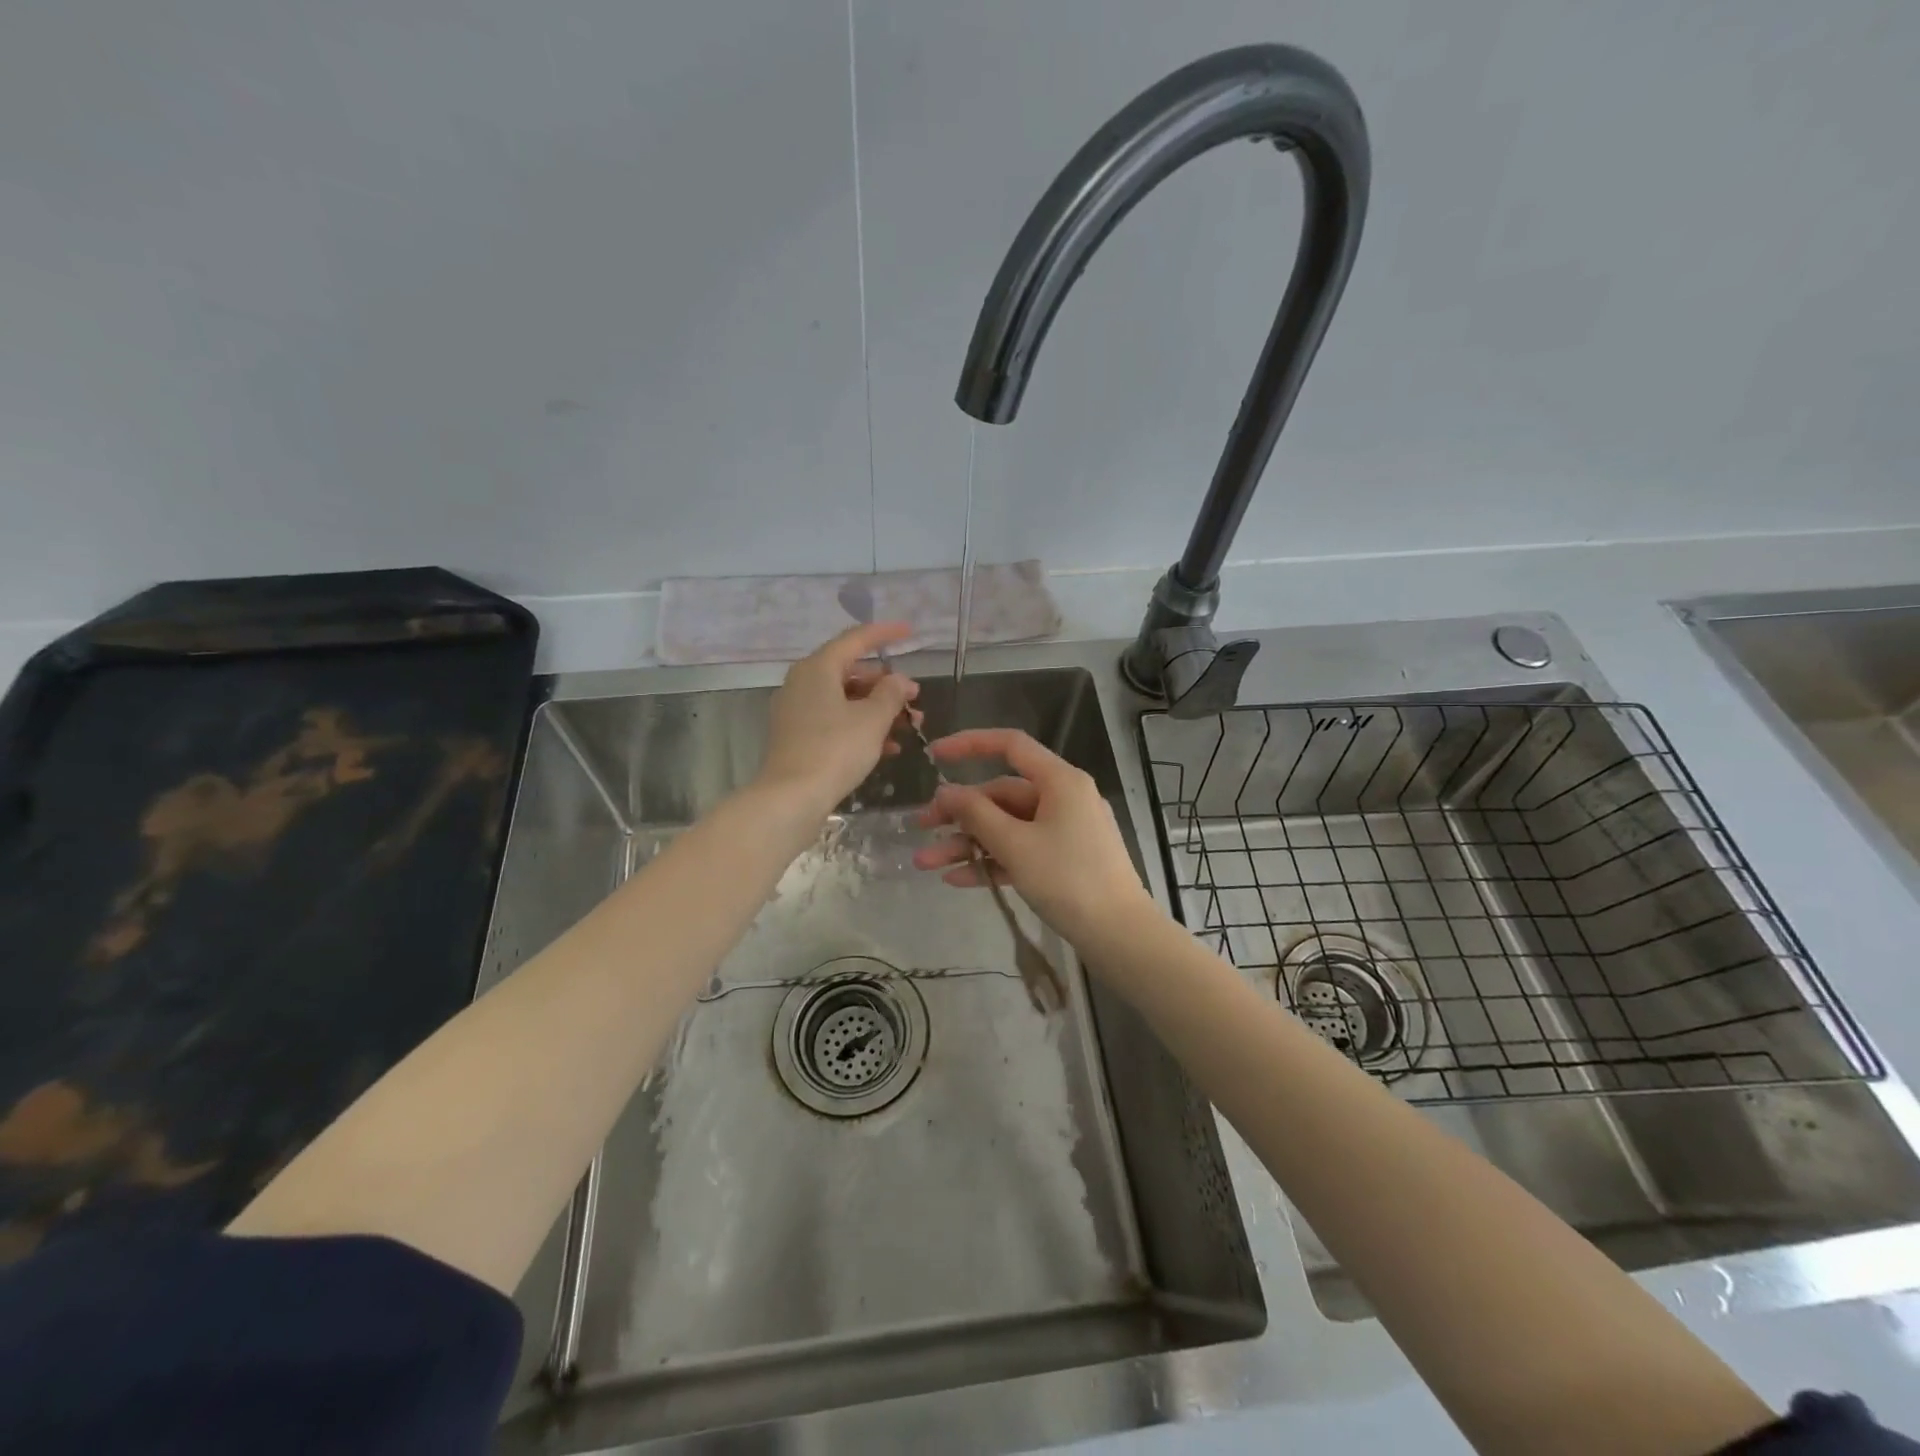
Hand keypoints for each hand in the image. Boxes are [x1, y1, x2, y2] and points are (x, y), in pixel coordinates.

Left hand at [757, 623, 920, 816]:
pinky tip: (888, 747)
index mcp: (818, 668)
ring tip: (910, 726)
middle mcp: (803, 683)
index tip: (910, 632)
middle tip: (914, 698)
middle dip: (886, 684)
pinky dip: (861, 726)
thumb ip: (892, 693)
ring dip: (878, 709)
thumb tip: (900, 680)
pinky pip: (835, 720)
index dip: (885, 634)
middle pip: (851, 672)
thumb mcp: (873, 719)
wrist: (791, 797)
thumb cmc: (835, 749)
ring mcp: (797, 710)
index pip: (855, 639)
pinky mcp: (798, 736)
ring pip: (845, 699)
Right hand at [913, 727, 1157, 947]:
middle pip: (1001, 794)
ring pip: (1006, 826)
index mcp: (1060, 781)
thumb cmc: (1068, 879)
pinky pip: (1020, 850)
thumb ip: (976, 814)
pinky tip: (956, 880)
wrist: (1119, 935)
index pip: (1010, 745)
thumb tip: (945, 790)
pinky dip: (991, 861)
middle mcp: (1063, 798)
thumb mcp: (1016, 845)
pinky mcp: (1063, 859)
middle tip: (920, 828)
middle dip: (959, 813)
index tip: (934, 755)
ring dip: (967, 843)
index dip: (970, 745)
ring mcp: (1064, 830)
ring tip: (926, 864)